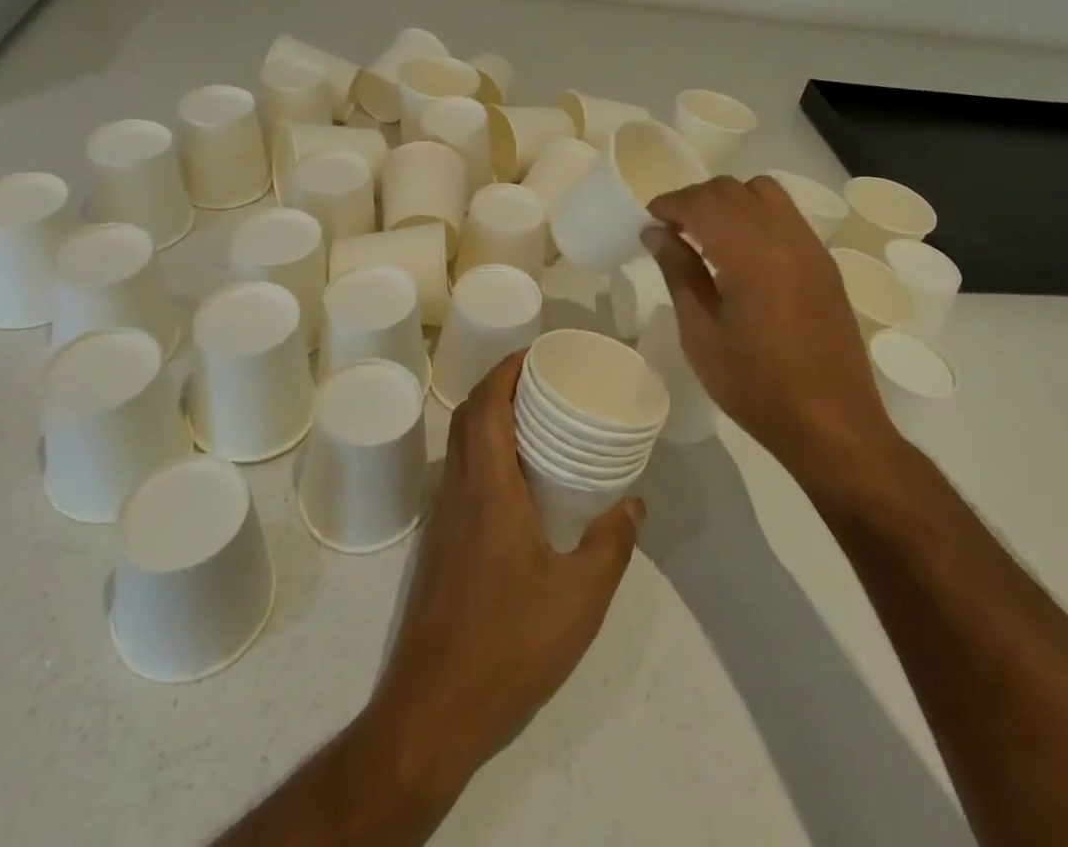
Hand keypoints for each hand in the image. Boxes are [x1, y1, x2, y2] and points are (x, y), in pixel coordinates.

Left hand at [365, 352, 642, 793]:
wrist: (432, 712)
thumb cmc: (508, 646)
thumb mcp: (579, 599)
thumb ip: (611, 545)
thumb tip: (635, 503)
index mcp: (487, 489)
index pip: (485, 404)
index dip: (507, 368)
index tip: (539, 354)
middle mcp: (458, 492)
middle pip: (468, 415)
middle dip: (501, 385)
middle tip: (546, 382)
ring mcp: (443, 519)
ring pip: (461, 445)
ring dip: (491, 418)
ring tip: (538, 422)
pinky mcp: (440, 545)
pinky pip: (462, 474)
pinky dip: (486, 453)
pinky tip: (520, 483)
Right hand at [646, 176, 908, 498]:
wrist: (832, 425)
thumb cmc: (756, 387)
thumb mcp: (701, 334)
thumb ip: (679, 273)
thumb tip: (655, 232)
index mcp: (751, 254)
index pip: (703, 203)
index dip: (670, 204)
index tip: (648, 220)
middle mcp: (785, 236)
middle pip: (732, 190)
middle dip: (695, 199)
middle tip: (670, 229)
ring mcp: (810, 246)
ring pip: (763, 192)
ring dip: (728, 200)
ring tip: (705, 234)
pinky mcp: (823, 262)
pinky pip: (785, 214)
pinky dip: (755, 213)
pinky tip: (740, 249)